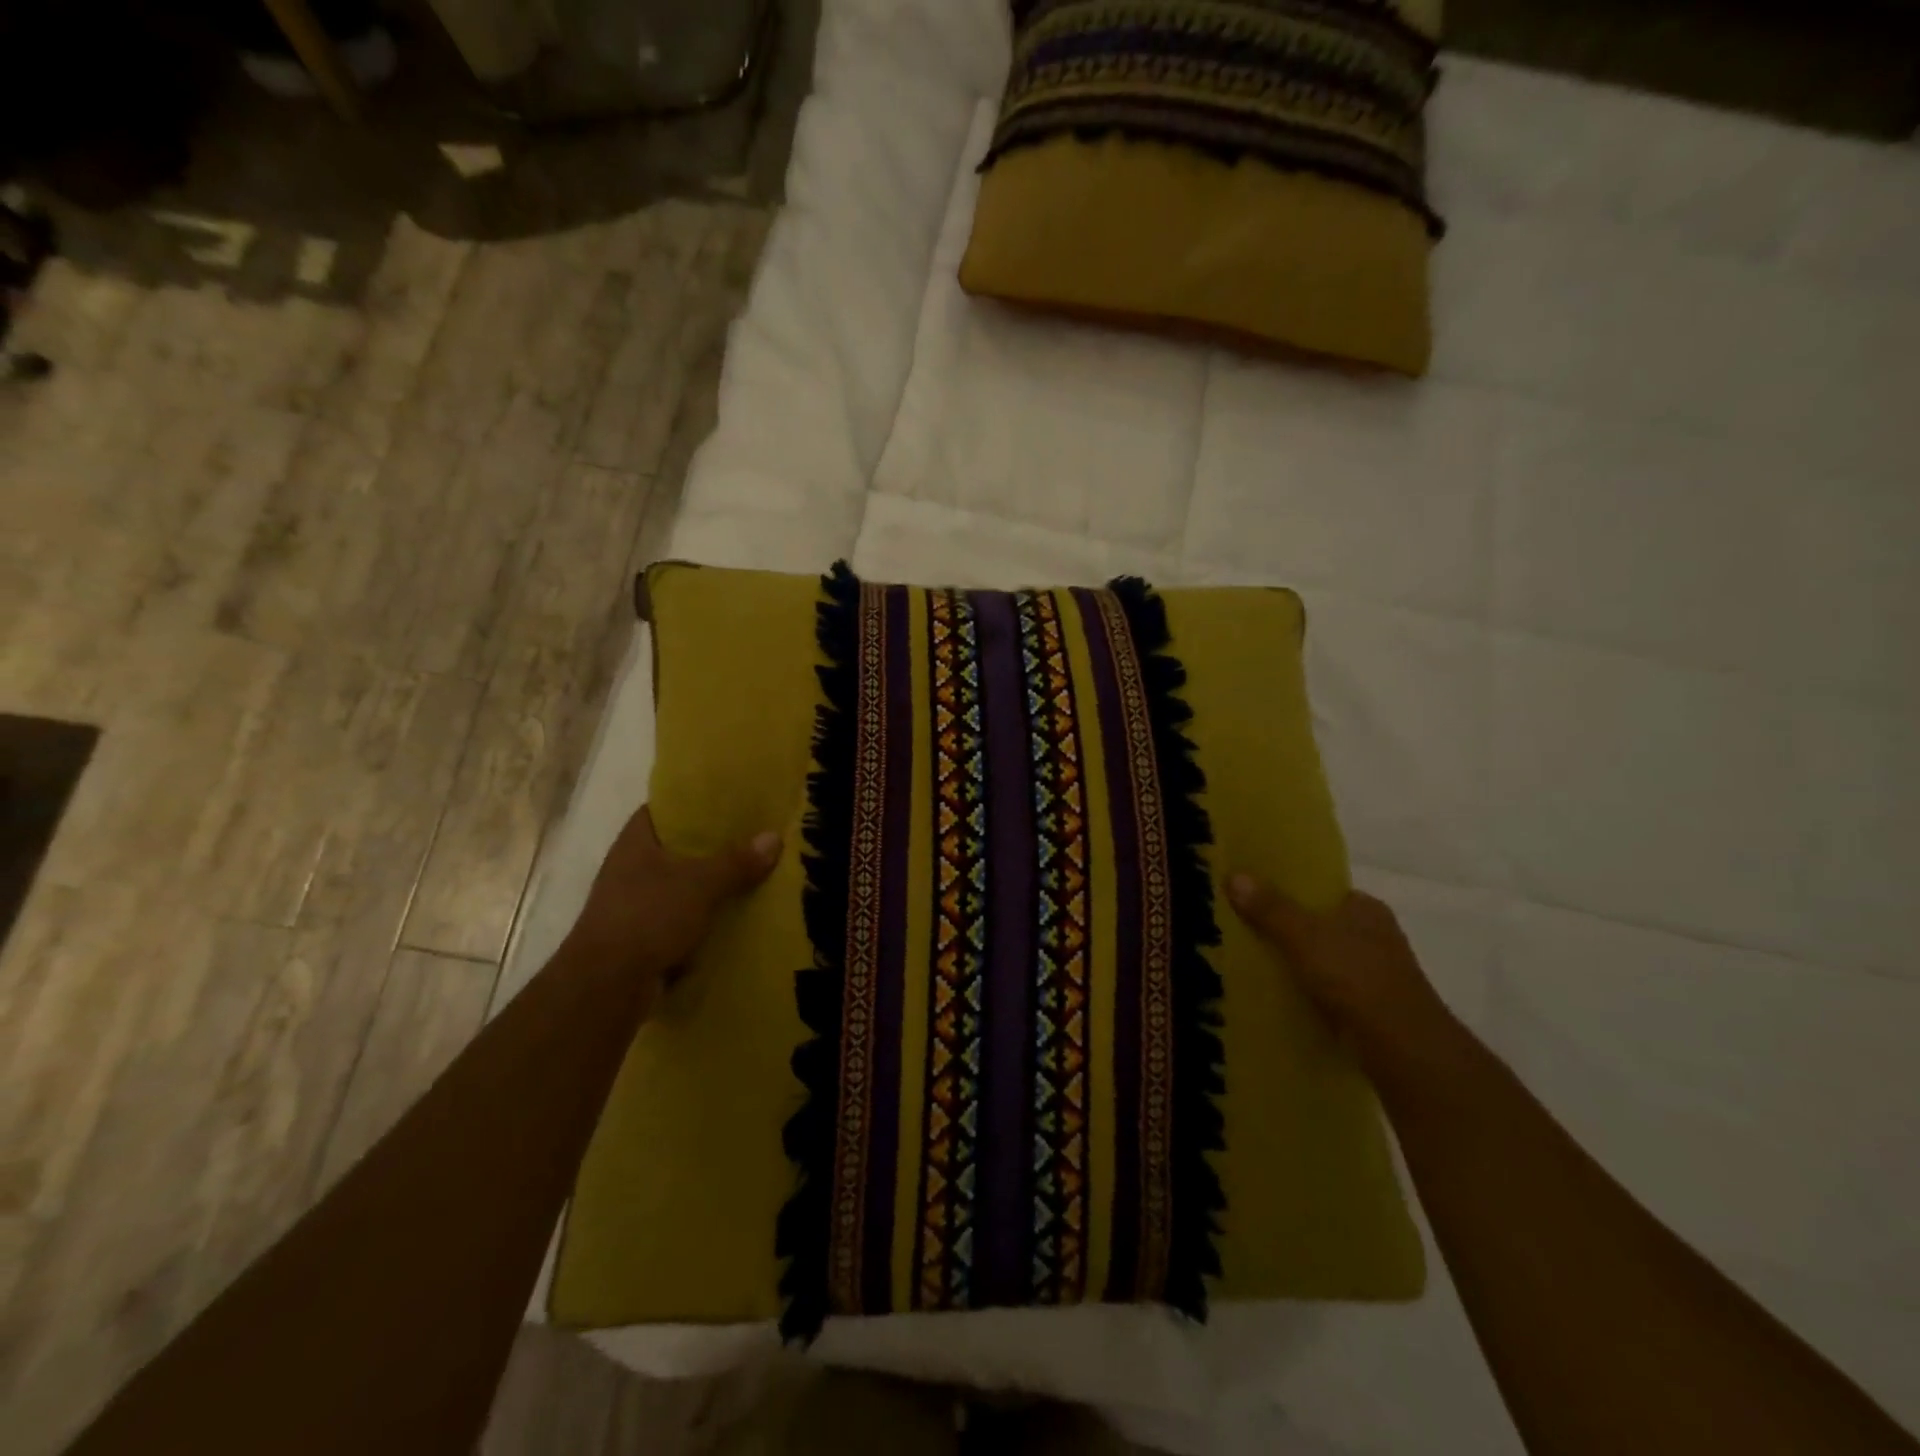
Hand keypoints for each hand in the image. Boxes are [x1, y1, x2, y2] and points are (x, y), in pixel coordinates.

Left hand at [564, 806, 780, 991]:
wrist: (607, 987)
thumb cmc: (648, 917)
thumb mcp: (701, 884)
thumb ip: (737, 861)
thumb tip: (774, 837)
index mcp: (635, 842)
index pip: (664, 809)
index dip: (694, 803)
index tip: (729, 802)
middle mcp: (630, 868)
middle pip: (676, 848)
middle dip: (711, 846)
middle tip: (752, 837)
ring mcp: (633, 904)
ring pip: (680, 885)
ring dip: (708, 885)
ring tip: (751, 875)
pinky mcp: (641, 936)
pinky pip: (680, 918)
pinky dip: (702, 917)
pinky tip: (734, 916)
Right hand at [1226, 877, 1458, 1084]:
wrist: (1401, 1046)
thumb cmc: (1355, 976)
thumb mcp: (1303, 935)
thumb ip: (1270, 908)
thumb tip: (1234, 875)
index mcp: (1366, 909)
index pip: (1324, 891)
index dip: (1291, 891)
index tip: (1257, 897)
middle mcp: (1376, 937)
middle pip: (1322, 925)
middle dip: (1290, 929)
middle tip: (1246, 930)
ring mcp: (1377, 975)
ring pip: (1325, 960)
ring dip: (1299, 964)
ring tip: (1255, 964)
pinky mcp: (1372, 1009)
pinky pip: (1330, 992)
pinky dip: (1308, 994)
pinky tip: (1280, 997)